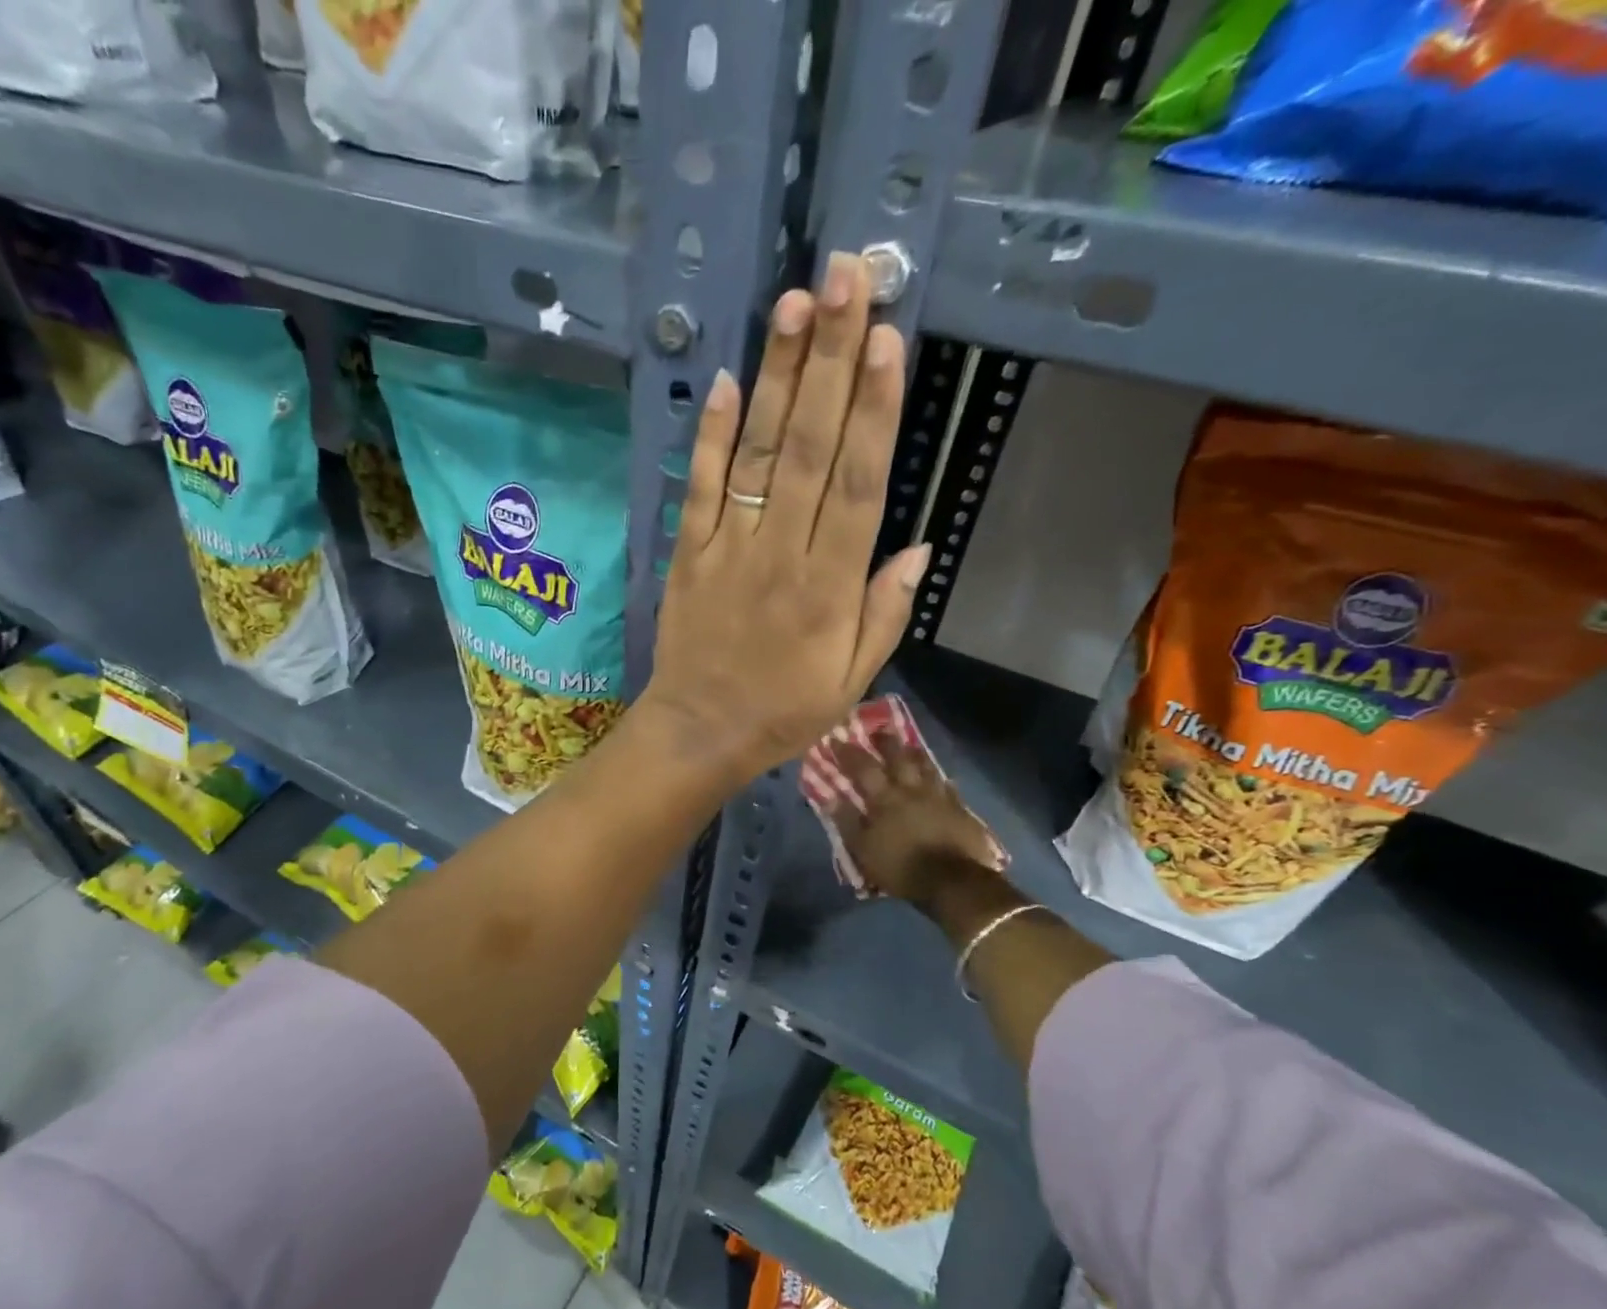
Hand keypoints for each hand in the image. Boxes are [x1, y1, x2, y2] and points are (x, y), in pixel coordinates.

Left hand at [639, 253, 930, 792]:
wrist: (699, 732)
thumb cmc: (783, 711)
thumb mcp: (852, 680)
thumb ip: (885, 613)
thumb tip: (917, 547)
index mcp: (831, 585)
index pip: (860, 482)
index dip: (875, 409)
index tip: (888, 338)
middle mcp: (783, 551)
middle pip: (813, 446)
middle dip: (832, 359)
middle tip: (847, 279)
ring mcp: (730, 546)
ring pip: (760, 453)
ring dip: (780, 378)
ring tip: (797, 305)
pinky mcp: (689, 551)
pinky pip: (702, 486)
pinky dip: (713, 434)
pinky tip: (729, 378)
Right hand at [827, 734, 1004, 910]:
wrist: (954, 882)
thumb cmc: (901, 867)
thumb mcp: (864, 849)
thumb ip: (847, 821)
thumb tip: (829, 797)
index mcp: (885, 798)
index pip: (863, 768)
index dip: (848, 752)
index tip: (836, 737)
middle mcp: (912, 789)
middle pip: (898, 757)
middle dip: (886, 742)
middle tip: (878, 729)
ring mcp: (939, 797)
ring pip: (926, 766)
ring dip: (915, 754)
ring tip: (909, 746)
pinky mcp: (960, 809)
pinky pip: (947, 786)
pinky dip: (939, 779)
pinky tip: (939, 779)